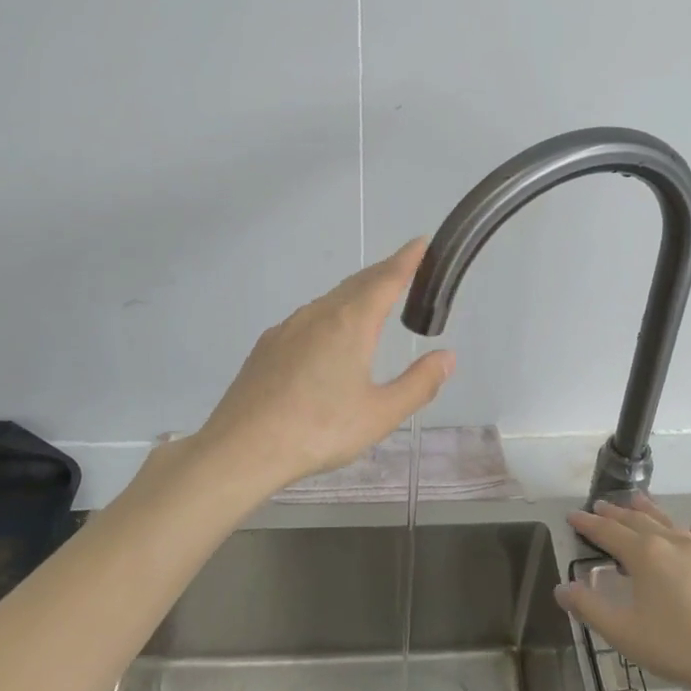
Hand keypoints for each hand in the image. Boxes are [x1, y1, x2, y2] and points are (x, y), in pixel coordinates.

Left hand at [194, 238, 454, 494]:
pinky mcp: (268, 345)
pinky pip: (308, 318)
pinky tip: (329, 337)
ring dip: (356, 292)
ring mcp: (288, 327)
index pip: (386, 279)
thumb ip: (418, 384)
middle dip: (383, 272)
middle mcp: (319, 314)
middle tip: (405, 268)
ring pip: (330, 299)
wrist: (243, 448)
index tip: (420, 242)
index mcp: (351, 324)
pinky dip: (330, 313)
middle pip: (357, 283)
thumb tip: (447, 356)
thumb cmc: (319, 430)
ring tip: (373, 300)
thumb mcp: (380, 414)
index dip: (407, 260)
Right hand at [555, 496, 690, 690]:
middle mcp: (671, 543)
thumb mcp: (624, 633)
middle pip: (637, 521)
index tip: (572, 516)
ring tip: (638, 500)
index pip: (607, 532)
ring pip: (669, 522)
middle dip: (615, 513)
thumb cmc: (679, 647)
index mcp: (643, 554)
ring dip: (649, 511)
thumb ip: (589, 608)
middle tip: (600, 504)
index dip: (587, 524)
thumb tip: (562, 588)